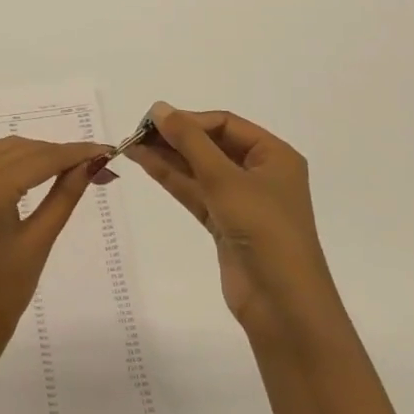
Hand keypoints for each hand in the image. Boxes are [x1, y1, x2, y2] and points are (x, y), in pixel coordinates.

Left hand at [0, 137, 108, 388]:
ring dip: (35, 153)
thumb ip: (63, 197)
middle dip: (59, 154)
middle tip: (95, 166)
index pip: (41, 159)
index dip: (76, 152)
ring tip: (68, 168)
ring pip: (3, 149)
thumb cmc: (1, 296)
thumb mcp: (38, 244)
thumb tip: (89, 165)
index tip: (107, 151)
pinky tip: (30, 169)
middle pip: (23, 150)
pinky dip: (10, 157)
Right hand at [125, 102, 331, 338]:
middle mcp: (260, 174)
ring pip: (200, 170)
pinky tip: (146, 165)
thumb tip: (159, 108)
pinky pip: (196, 193)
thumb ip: (190, 142)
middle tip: (137, 133)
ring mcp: (242, 201)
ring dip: (168, 157)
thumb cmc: (264, 230)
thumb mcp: (225, 179)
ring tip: (131, 146)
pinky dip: (173, 179)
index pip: (225, 124)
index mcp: (274, 156)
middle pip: (212, 145)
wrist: (283, 305)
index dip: (190, 120)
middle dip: (176, 138)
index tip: (154, 121)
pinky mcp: (225, 225)